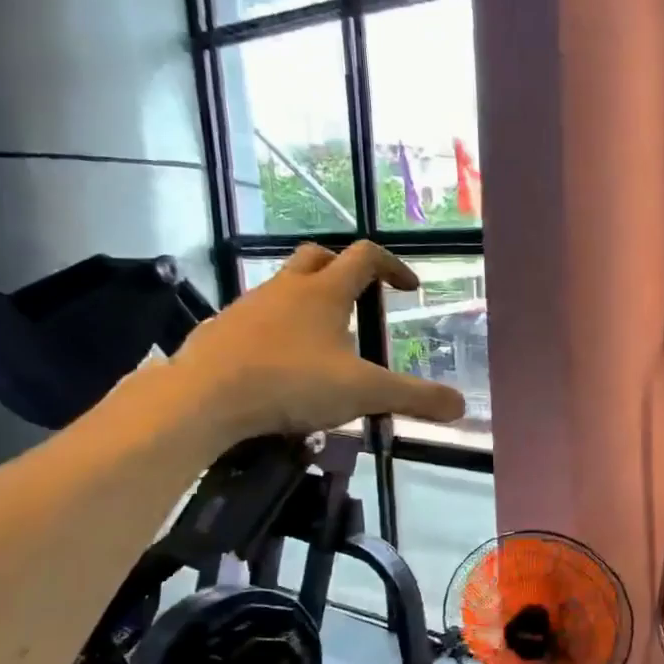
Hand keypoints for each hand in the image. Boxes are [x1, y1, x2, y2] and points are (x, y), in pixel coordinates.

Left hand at [169, 241, 465, 445]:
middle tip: (361, 298)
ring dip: (308, 300)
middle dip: (344, 270)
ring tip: (323, 339)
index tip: (409, 288)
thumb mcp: (364, 393)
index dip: (392, 267)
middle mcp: (286, 288)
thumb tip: (460, 407)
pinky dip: (276, 329)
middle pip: (319, 258)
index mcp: (324, 292)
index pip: (365, 257)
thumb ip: (415, 398)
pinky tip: (281, 363)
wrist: (203, 398)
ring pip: (284, 287)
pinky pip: (256, 317)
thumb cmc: (291, 383)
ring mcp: (248, 306)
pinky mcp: (221, 329)